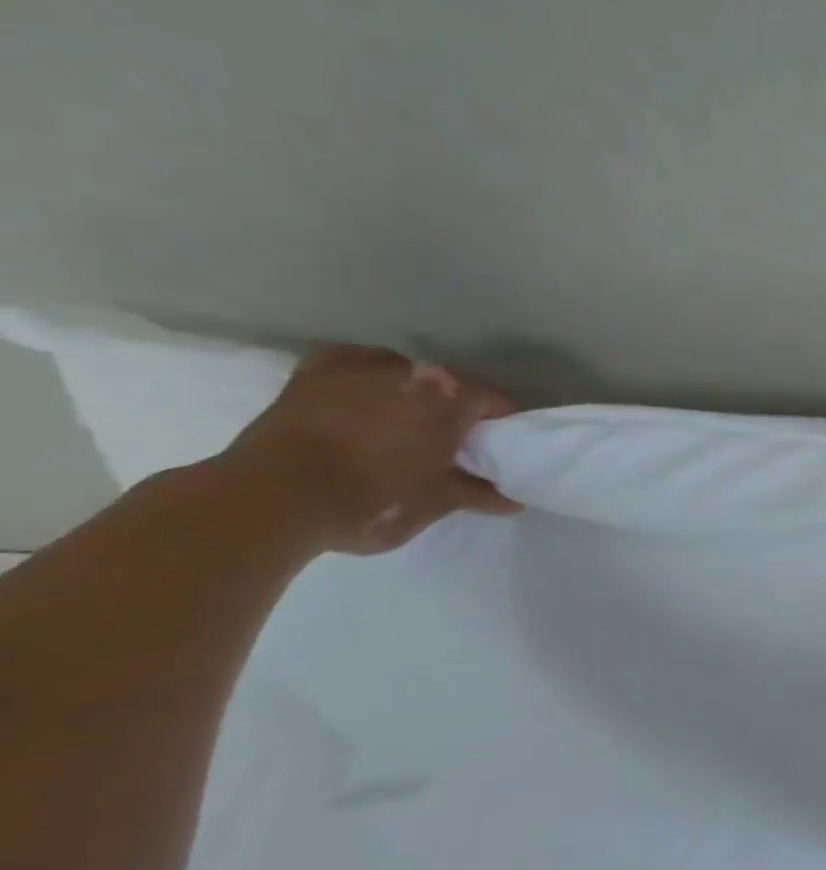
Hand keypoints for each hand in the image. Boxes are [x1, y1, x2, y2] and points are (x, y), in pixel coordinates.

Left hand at [218, 345, 521, 554]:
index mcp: (451, 397)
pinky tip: (363, 398)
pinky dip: (365, 378)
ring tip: (403, 428)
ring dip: (412, 397)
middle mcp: (413, 370)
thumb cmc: (368, 502)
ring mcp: (361, 365)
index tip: (501, 451)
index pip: (496, 403)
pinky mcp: (315, 371)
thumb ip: (476, 494)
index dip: (504, 428)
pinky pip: (354, 365)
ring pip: (405, 376)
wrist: (270, 500)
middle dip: (458, 412)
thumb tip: (512, 500)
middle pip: (452, 387)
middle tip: (454, 447)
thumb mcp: (432, 504)